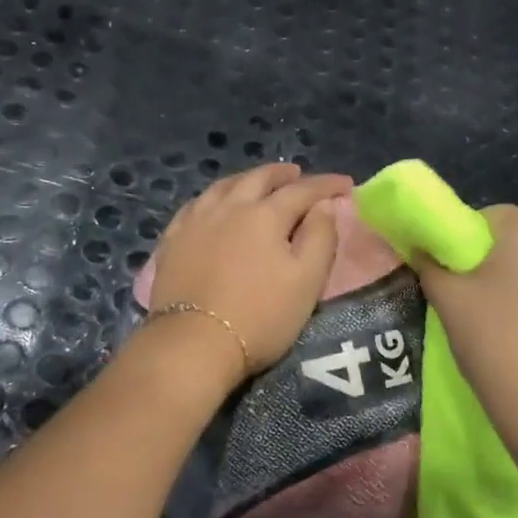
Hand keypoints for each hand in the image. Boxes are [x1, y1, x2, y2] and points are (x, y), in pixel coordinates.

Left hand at [146, 164, 351, 388]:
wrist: (192, 343)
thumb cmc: (260, 316)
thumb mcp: (307, 281)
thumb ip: (320, 238)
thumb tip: (324, 205)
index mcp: (264, 215)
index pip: (302, 190)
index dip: (326, 185)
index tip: (346, 184)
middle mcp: (228, 207)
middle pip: (257, 179)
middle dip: (282, 174)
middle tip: (297, 173)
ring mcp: (195, 222)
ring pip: (222, 187)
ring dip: (245, 180)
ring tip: (256, 182)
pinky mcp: (172, 241)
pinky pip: (194, 206)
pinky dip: (212, 198)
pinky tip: (213, 205)